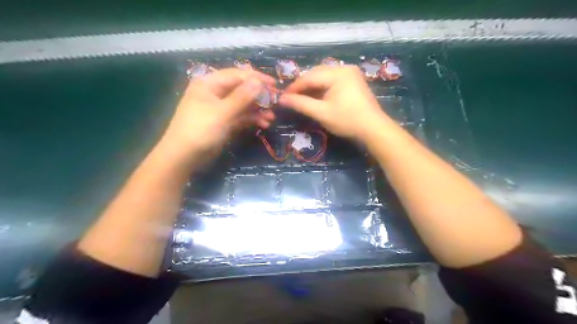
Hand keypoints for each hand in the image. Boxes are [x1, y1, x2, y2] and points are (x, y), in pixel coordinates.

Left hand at [160, 69, 275, 154]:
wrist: (184, 157)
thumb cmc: (200, 130)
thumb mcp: (222, 112)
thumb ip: (241, 97)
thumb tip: (259, 82)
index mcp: (210, 83)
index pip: (237, 75)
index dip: (257, 78)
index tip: (275, 84)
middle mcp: (215, 92)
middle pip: (241, 89)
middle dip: (259, 96)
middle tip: (276, 102)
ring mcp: (220, 108)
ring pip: (243, 104)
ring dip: (257, 110)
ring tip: (272, 117)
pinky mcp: (224, 121)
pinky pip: (241, 116)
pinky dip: (252, 119)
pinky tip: (264, 124)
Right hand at [279, 65, 391, 139]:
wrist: (373, 129)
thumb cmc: (347, 120)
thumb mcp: (321, 113)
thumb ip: (301, 104)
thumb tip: (281, 99)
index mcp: (337, 73)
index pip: (309, 77)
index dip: (294, 87)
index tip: (282, 97)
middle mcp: (344, 68)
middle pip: (316, 74)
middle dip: (303, 86)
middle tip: (291, 98)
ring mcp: (350, 74)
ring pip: (324, 77)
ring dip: (312, 87)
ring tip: (301, 99)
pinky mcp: (353, 82)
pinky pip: (332, 81)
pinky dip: (322, 89)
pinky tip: (316, 98)